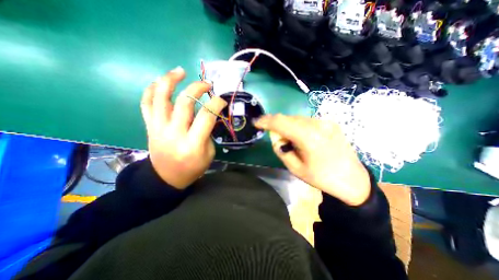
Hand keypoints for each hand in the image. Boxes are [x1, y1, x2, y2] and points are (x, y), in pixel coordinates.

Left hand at [139, 66, 227, 188]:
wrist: (166, 178)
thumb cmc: (192, 168)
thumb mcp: (209, 153)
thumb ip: (208, 133)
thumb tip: (207, 115)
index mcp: (193, 144)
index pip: (206, 116)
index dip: (216, 103)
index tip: (221, 100)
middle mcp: (174, 133)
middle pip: (184, 102)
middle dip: (197, 88)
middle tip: (207, 84)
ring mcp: (158, 128)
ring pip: (160, 97)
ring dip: (169, 80)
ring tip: (180, 71)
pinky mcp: (149, 127)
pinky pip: (146, 104)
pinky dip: (151, 90)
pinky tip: (159, 82)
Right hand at [257, 114, 369, 204]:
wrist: (352, 179)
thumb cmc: (321, 177)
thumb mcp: (295, 168)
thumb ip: (281, 149)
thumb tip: (276, 137)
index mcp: (309, 138)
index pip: (281, 122)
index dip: (266, 121)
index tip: (256, 122)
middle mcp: (318, 124)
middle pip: (288, 118)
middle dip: (277, 126)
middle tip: (276, 139)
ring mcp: (325, 121)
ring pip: (297, 119)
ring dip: (288, 126)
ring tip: (292, 141)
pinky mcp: (330, 122)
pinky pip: (307, 121)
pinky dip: (299, 127)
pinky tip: (303, 138)